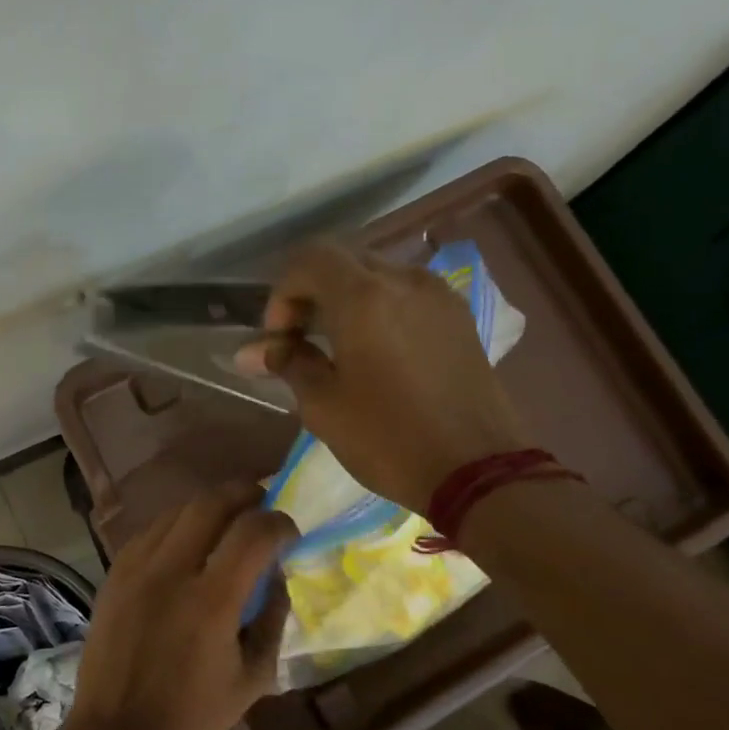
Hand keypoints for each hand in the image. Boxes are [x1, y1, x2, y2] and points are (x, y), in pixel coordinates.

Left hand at [63, 483, 294, 729]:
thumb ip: (273, 619)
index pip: (252, 532)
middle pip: (210, 503)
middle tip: (261, 503)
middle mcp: (170, 572)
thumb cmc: (191, 718)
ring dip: (208, 507)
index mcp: (210, 601)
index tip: (289, 532)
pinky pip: (149, 532)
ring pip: (176, 511)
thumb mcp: (253, 678)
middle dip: (243, 494)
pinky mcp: (113, 575)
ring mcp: (135, 569)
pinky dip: (176, 526)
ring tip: (226, 520)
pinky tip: (187, 542)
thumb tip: (277, 576)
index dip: (279, 522)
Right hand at [235, 240, 530, 513]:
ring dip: (346, 301)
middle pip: (344, 263)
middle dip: (312, 294)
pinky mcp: (458, 318)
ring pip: (377, 277)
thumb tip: (251, 351)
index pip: (309, 259)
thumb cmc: (387, 438)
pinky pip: (406, 296)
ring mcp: (438, 296)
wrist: (476, 470)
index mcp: (364, 297)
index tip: (279, 339)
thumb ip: (287, 363)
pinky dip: (379, 310)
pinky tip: (375, 353)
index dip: (282, 294)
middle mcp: (404, 280)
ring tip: (336, 349)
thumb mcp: (323, 405)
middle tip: (299, 342)